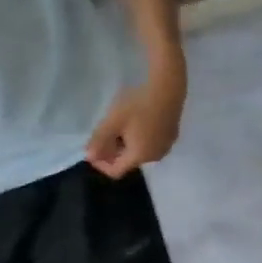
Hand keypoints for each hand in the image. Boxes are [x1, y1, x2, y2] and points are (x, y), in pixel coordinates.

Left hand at [86, 63, 185, 178]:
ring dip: (127, 145)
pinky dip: (140, 139)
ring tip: (121, 126)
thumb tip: (90, 157)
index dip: (100, 164)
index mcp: (139, 156)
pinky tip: (138, 122)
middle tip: (105, 132)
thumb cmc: (137, 107)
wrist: (167, 91)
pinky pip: (151, 145)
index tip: (92, 147)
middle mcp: (155, 157)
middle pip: (128, 162)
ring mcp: (166, 147)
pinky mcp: (172, 137)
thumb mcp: (112, 122)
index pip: (116, 171)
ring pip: (140, 153)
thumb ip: (98, 141)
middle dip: (113, 152)